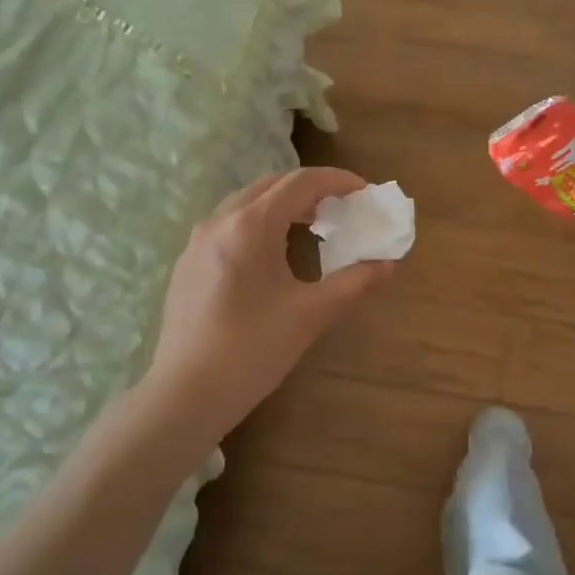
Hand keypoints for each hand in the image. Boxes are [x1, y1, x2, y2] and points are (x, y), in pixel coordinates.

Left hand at [141, 168, 394, 437]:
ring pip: (248, 203)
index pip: (300, 182)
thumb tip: (388, 264)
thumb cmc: (253, 350)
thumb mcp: (311, 315)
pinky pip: (230, 224)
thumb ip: (354, 283)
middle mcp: (219, 221)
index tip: (366, 192)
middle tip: (344, 209)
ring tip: (315, 228)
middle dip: (312, 190)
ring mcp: (197, 241)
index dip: (338, 180)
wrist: (186, 394)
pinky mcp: (188, 263)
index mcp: (250, 226)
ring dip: (285, 205)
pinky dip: (261, 223)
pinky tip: (276, 255)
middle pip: (272, 185)